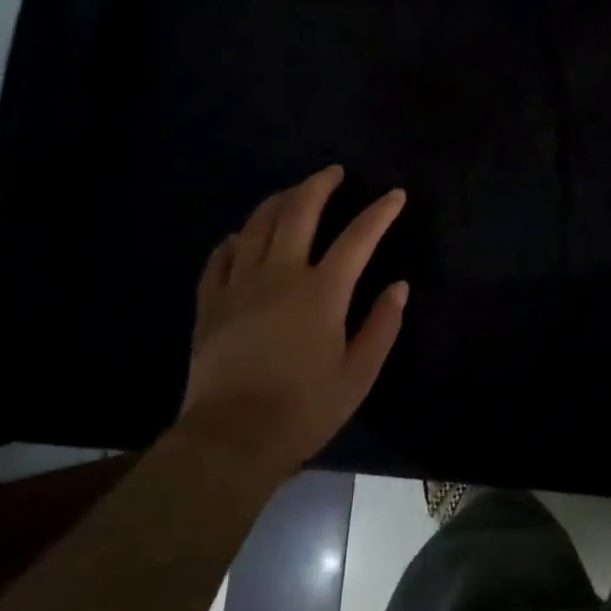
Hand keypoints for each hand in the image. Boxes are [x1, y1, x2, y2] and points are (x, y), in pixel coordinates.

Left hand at [179, 166, 408, 478]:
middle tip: (334, 172)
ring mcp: (239, 285)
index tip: (395, 194)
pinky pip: (220, 257)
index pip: (358, 238)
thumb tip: (399, 286)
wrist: (231, 438)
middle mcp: (280, 275)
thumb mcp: (358, 374)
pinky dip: (235, 240)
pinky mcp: (210, 303)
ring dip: (279, 200)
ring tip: (293, 192)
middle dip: (320, 185)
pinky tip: (241, 237)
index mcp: (322, 292)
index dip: (380, 212)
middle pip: (299, 212)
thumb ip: (381, 326)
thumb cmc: (304, 409)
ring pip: (257, 225)